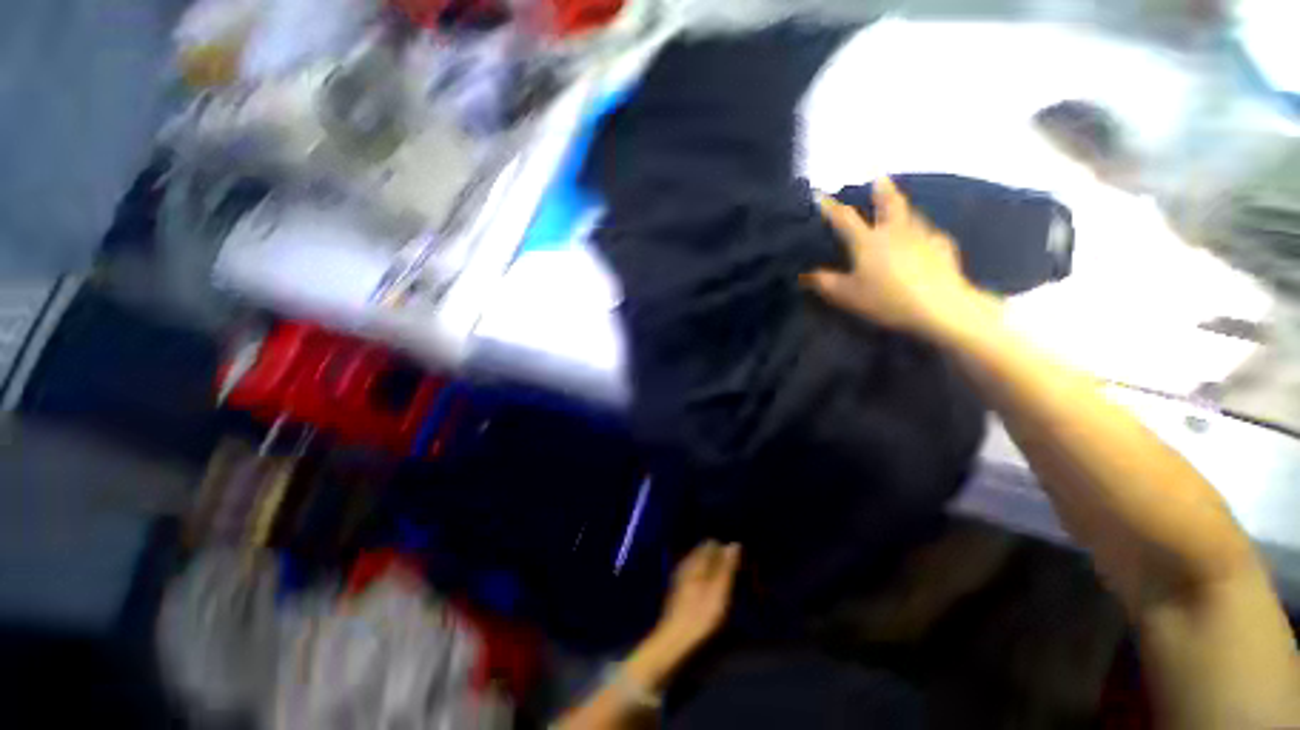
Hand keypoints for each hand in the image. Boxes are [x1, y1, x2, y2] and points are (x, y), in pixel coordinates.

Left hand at [623, 541, 740, 692]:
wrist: (673, 642)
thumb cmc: (700, 616)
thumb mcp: (718, 591)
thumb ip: (726, 567)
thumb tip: (734, 544)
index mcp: (694, 561)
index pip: (711, 544)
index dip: (725, 551)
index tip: (737, 564)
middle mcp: (686, 565)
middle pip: (704, 554)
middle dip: (719, 561)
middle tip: (734, 578)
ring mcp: (680, 578)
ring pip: (700, 566)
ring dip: (713, 573)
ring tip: (726, 589)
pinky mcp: (679, 593)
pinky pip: (696, 578)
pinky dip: (706, 582)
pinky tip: (712, 598)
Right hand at [804, 177, 985, 339]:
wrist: (938, 306)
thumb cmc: (886, 298)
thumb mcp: (847, 295)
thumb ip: (825, 283)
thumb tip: (805, 275)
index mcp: (868, 241)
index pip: (845, 219)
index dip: (831, 208)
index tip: (820, 195)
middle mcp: (895, 231)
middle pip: (888, 204)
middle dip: (881, 190)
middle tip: (880, 178)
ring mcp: (922, 237)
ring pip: (911, 215)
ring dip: (903, 208)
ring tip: (901, 205)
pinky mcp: (942, 248)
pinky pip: (931, 235)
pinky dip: (925, 234)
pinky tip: (927, 240)